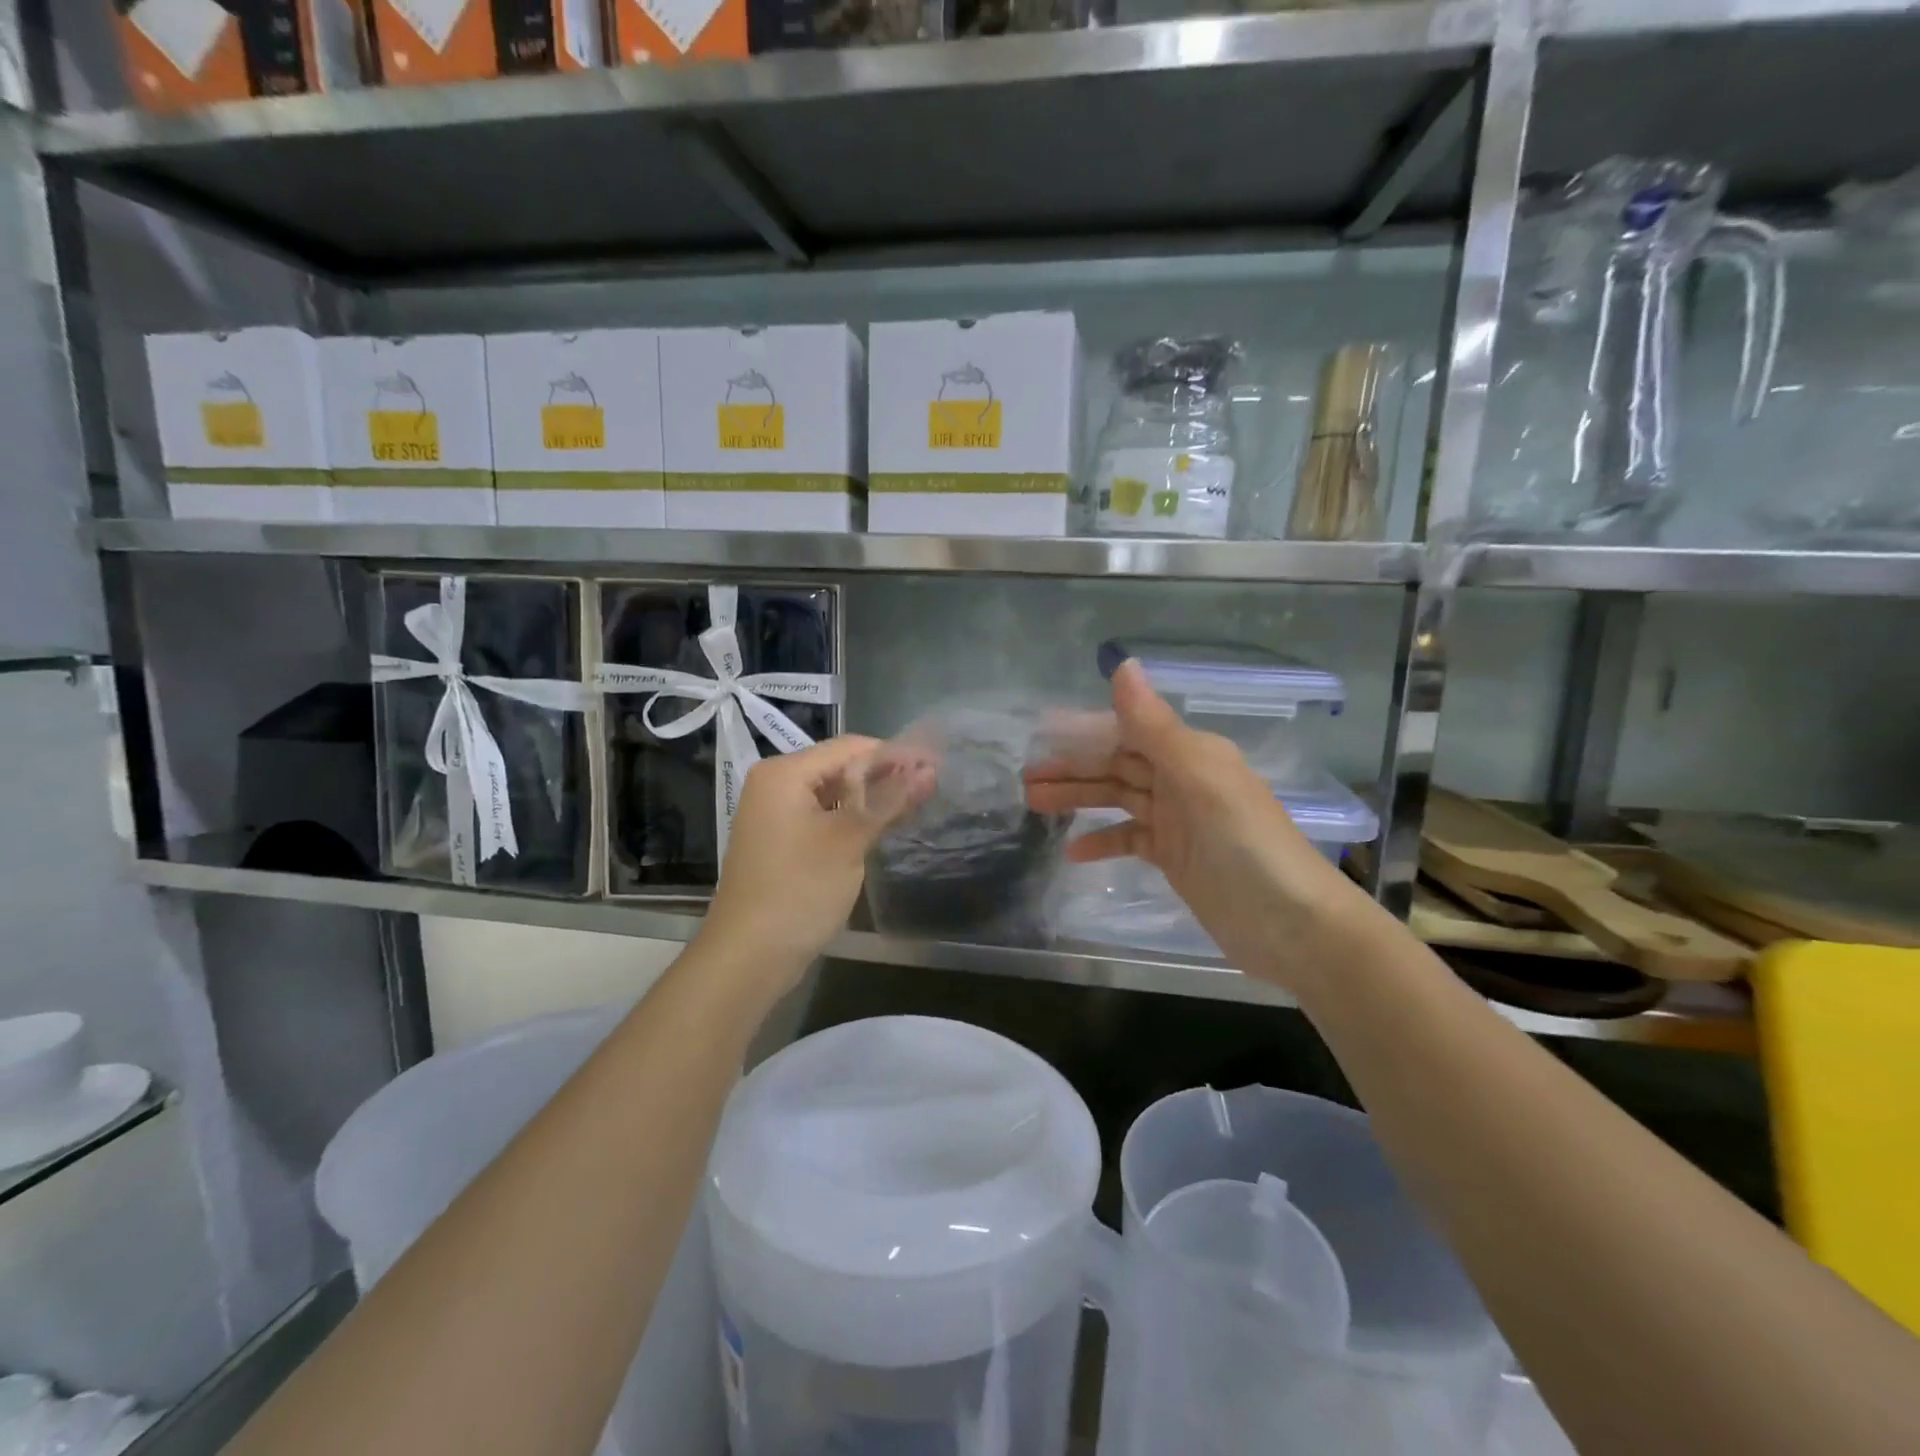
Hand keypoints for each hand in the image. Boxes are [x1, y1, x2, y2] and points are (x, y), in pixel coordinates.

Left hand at [699, 735, 933, 990]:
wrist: (748, 957)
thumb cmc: (799, 890)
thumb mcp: (849, 840)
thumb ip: (889, 799)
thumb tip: (928, 768)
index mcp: (785, 773)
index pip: (850, 747)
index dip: (896, 754)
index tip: (937, 764)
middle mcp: (775, 784)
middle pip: (840, 767)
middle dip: (886, 776)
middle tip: (933, 785)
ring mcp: (775, 814)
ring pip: (834, 794)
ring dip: (872, 799)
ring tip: (918, 802)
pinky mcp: (781, 841)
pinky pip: (823, 817)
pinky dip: (852, 819)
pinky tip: (884, 826)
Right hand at [1024, 660, 1371, 990]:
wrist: (1291, 926)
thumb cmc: (1245, 845)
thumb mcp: (1199, 780)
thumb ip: (1155, 726)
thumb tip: (1123, 664)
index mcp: (1191, 753)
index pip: (1126, 732)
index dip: (1083, 732)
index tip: (1039, 733)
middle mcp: (1183, 779)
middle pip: (1117, 765)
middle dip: (1072, 768)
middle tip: (1024, 778)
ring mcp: (1178, 821)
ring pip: (1118, 799)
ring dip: (1079, 799)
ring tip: (1033, 804)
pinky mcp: (1175, 857)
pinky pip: (1130, 840)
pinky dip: (1103, 842)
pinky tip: (1072, 852)